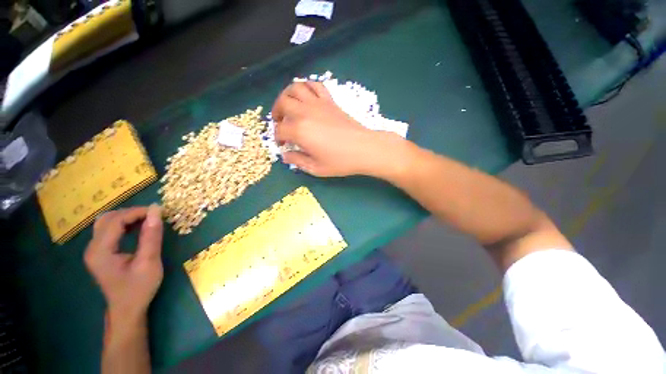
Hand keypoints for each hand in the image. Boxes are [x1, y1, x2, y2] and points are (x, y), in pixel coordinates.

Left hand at [84, 205, 163, 319]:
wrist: (127, 310)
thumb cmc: (138, 288)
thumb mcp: (149, 262)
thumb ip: (151, 236)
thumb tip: (156, 211)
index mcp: (100, 251)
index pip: (115, 221)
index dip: (137, 212)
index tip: (159, 211)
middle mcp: (92, 248)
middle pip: (108, 219)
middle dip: (132, 213)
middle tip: (153, 216)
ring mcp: (94, 250)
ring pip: (107, 223)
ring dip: (127, 218)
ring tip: (147, 220)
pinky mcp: (99, 253)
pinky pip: (109, 230)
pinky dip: (124, 225)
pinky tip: (137, 228)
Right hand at [272, 81, 406, 176]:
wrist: (364, 149)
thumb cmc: (341, 161)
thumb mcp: (316, 168)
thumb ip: (298, 161)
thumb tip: (286, 156)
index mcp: (300, 131)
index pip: (280, 130)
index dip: (278, 137)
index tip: (283, 144)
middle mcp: (305, 113)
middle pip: (282, 103)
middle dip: (276, 112)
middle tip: (279, 123)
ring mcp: (318, 104)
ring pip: (296, 88)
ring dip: (287, 95)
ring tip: (288, 106)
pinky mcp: (330, 101)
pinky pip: (315, 85)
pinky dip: (307, 87)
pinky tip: (306, 97)